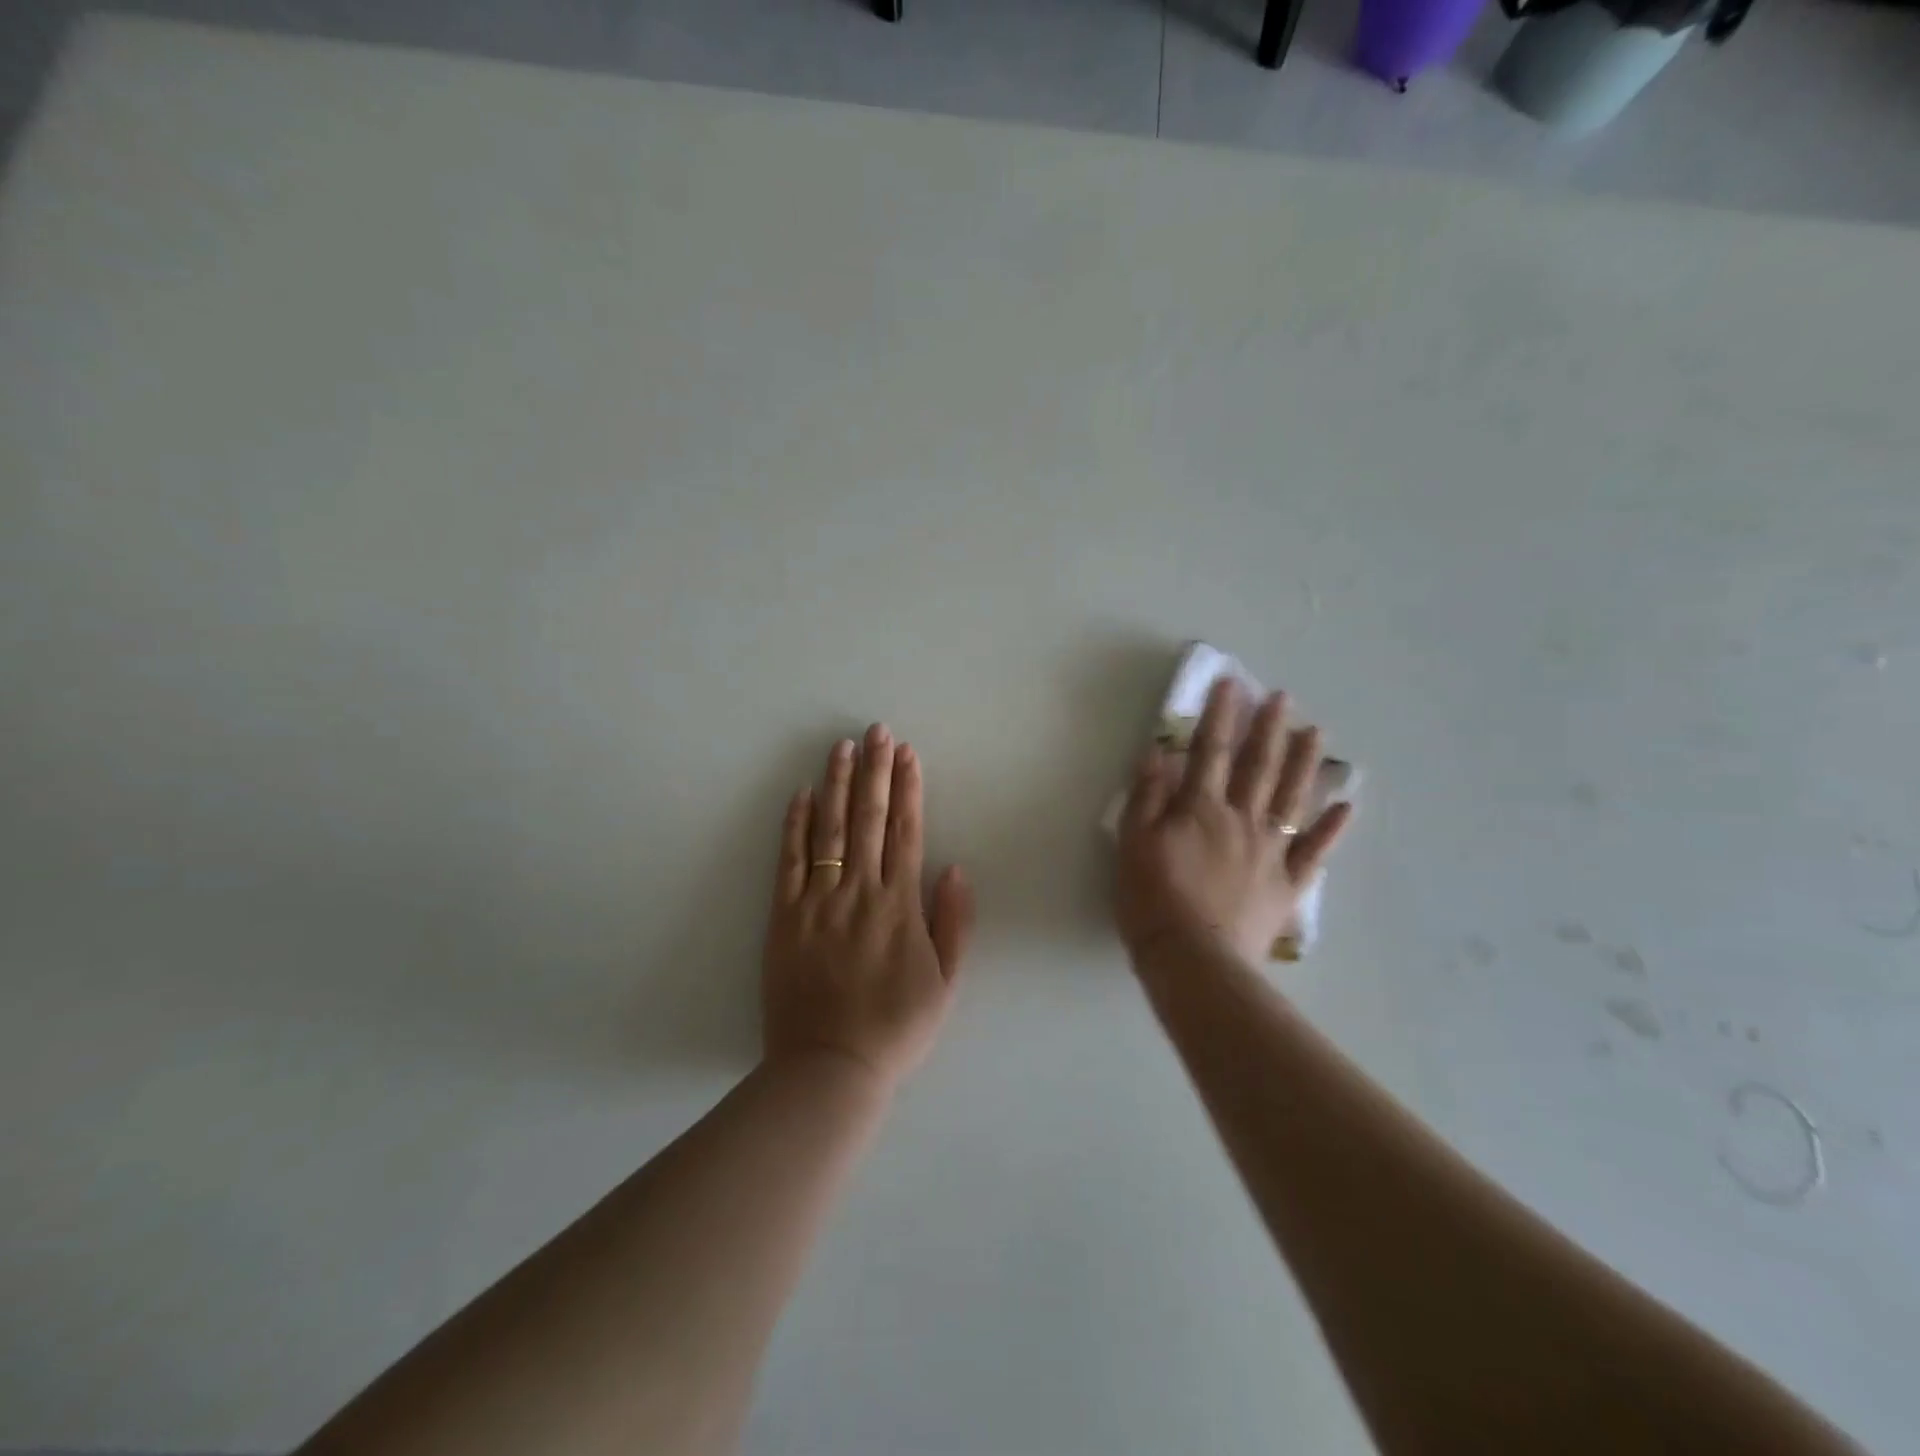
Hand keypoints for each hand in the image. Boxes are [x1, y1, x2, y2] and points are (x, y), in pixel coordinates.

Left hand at [762, 724, 975, 1091]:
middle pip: (868, 819)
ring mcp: (818, 901)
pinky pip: (789, 862)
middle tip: (876, 731)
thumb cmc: (895, 1028)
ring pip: (828, 830)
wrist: (829, 1067)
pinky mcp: (784, 917)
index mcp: (900, 906)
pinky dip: (794, 826)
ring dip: (836, 785)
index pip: (906, 832)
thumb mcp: (946, 983)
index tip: (908, 754)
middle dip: (874, 771)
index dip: (908, 789)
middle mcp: (860, 892)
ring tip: (841, 747)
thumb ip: (953, 923)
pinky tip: (800, 795)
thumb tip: (955, 867)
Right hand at [1115, 678, 1351, 967]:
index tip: (1231, 684)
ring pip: (1291, 798)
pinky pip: (1314, 851)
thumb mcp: (1132, 843)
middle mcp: (1241, 820)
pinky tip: (1347, 805)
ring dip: (1303, 762)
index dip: (1220, 716)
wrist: (1193, 958)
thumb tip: (1157, 752)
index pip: (1211, 752)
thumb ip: (1147, 796)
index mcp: (1201, 809)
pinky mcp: (1288, 884)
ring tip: (1315, 731)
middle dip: (1268, 728)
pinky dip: (1333, 828)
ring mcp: (1270, 851)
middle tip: (1282, 697)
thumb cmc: (1152, 899)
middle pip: (1258, 767)